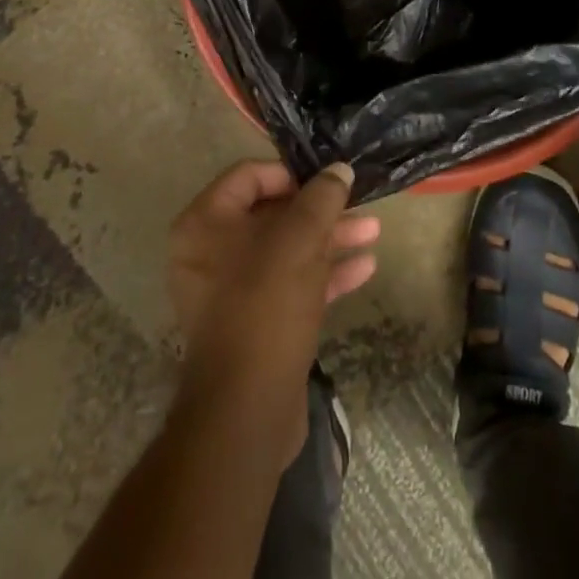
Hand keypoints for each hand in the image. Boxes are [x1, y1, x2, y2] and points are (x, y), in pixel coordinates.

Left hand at [165, 159, 380, 464]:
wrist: (247, 410)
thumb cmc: (266, 304)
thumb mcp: (300, 239)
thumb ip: (322, 197)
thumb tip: (339, 169)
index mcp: (205, 223)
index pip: (249, 176)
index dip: (291, 173)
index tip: (327, 180)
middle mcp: (210, 252)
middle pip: (273, 214)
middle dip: (321, 210)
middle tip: (359, 204)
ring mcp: (232, 291)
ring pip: (287, 250)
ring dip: (330, 240)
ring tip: (373, 232)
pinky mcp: (254, 323)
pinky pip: (289, 285)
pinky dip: (324, 274)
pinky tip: (364, 268)